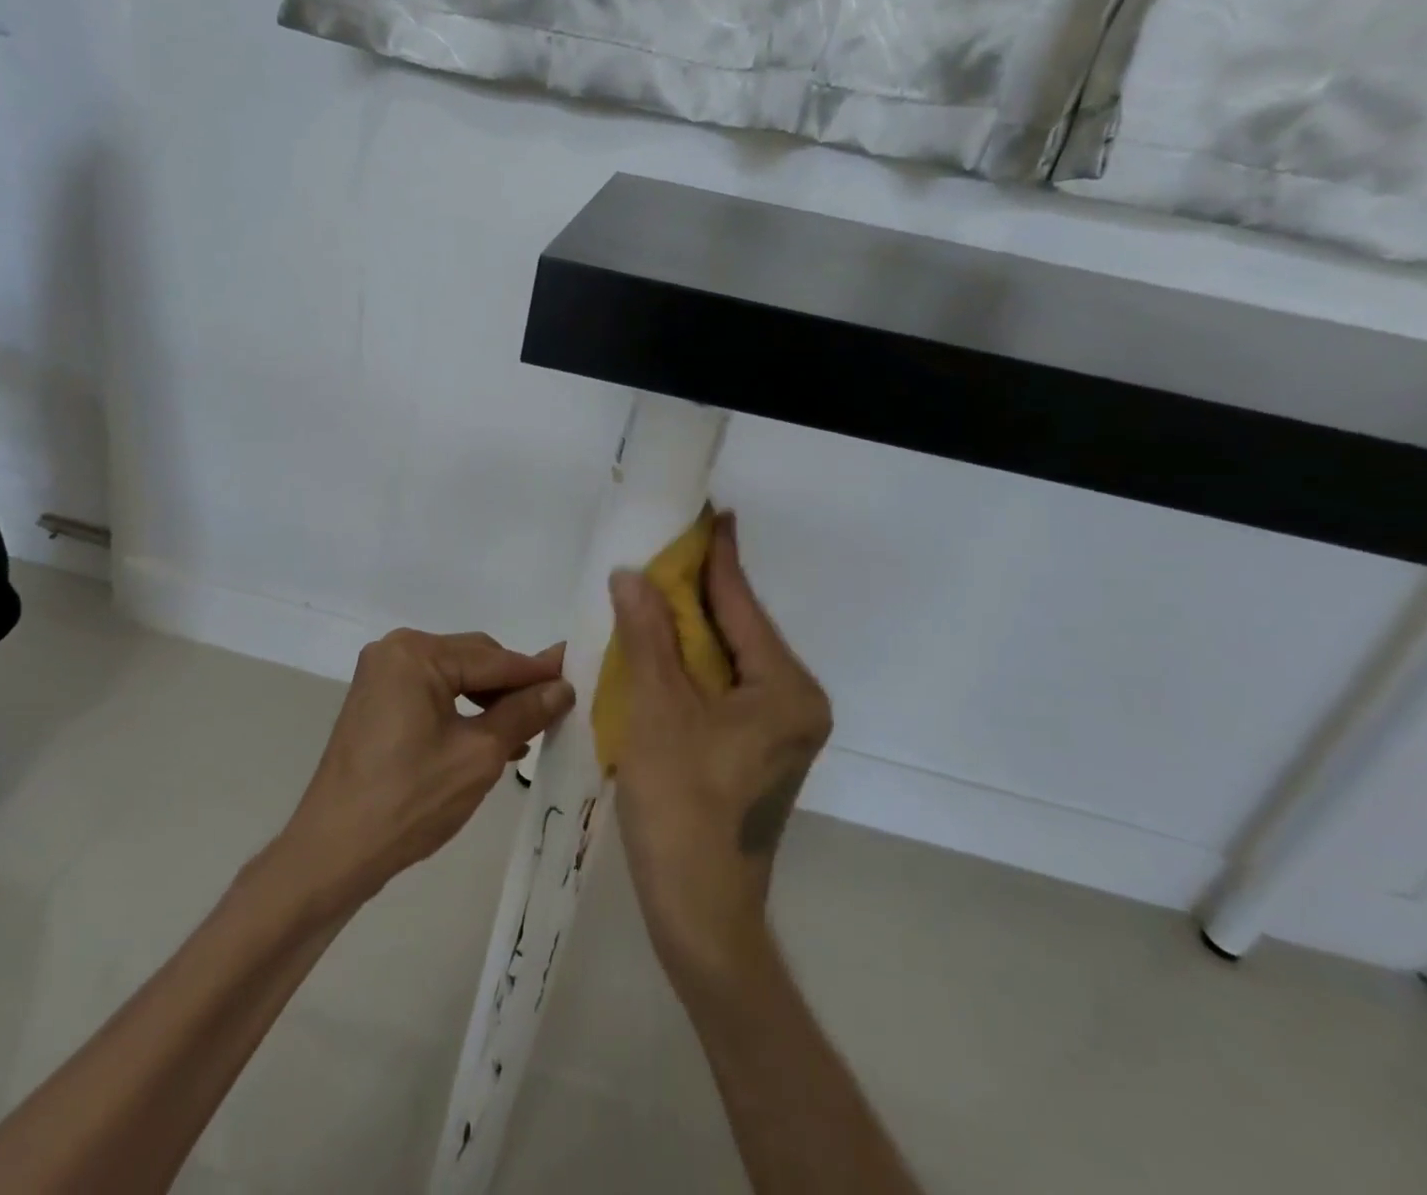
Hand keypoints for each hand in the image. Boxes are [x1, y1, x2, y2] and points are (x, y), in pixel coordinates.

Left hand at [281, 630, 573, 904]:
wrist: (333, 852)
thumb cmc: (409, 800)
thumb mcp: (478, 755)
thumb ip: (524, 713)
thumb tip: (562, 687)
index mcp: (415, 653)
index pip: (493, 659)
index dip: (538, 672)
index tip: (579, 675)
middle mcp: (395, 651)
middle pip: (474, 661)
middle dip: (513, 686)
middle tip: (556, 709)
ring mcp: (382, 677)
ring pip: (456, 678)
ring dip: (492, 701)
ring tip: (529, 730)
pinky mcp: (378, 703)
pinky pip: (435, 694)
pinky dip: (464, 711)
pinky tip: (494, 738)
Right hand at [609, 513, 830, 990]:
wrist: (700, 913)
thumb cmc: (682, 807)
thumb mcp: (657, 710)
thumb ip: (648, 636)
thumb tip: (632, 575)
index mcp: (786, 688)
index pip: (743, 605)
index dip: (719, 557)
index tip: (710, 513)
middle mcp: (795, 701)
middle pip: (738, 630)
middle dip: (698, 591)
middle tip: (664, 549)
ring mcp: (778, 728)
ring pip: (727, 659)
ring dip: (689, 628)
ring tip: (654, 587)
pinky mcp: (756, 748)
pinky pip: (721, 687)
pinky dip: (689, 664)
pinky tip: (659, 646)